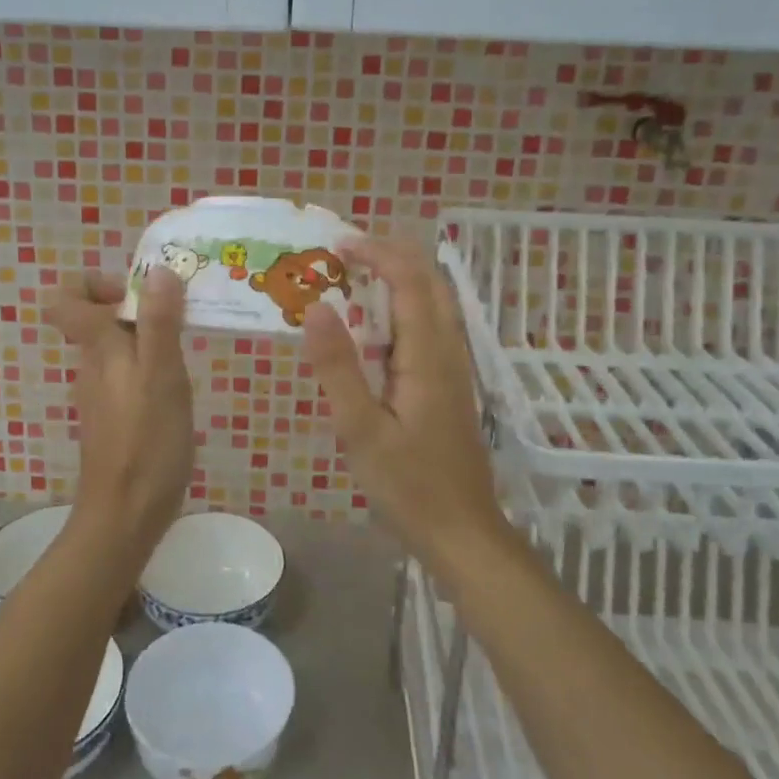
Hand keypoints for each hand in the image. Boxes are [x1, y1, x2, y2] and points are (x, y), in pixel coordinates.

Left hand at [44, 267, 194, 554]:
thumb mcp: (162, 376)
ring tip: (188, 354)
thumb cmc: (146, 444)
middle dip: (140, 308)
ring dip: (151, 340)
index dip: (95, 283)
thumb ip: (159, 323)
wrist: (125, 518)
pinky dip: (152, 369)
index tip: (138, 293)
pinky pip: (128, 375)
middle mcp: (92, 365)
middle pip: (100, 319)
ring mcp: (101, 394)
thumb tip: (158, 271)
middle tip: (182, 320)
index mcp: (98, 348)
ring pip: (118, 347)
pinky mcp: (115, 418)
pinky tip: (179, 392)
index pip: (65, 298)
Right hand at [302, 238, 507, 574]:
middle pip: (430, 283)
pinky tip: (374, 330)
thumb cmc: (409, 486)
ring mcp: (454, 368)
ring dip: (399, 279)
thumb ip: (338, 368)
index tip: (338, 245)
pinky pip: (429, 328)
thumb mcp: (361, 430)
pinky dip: (403, 308)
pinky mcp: (450, 385)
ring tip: (354, 279)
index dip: (377, 253)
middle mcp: (447, 351)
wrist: (463, 533)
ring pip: (434, 304)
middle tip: (345, 254)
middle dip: (391, 256)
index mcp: (427, 356)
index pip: (410, 281)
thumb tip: (315, 308)